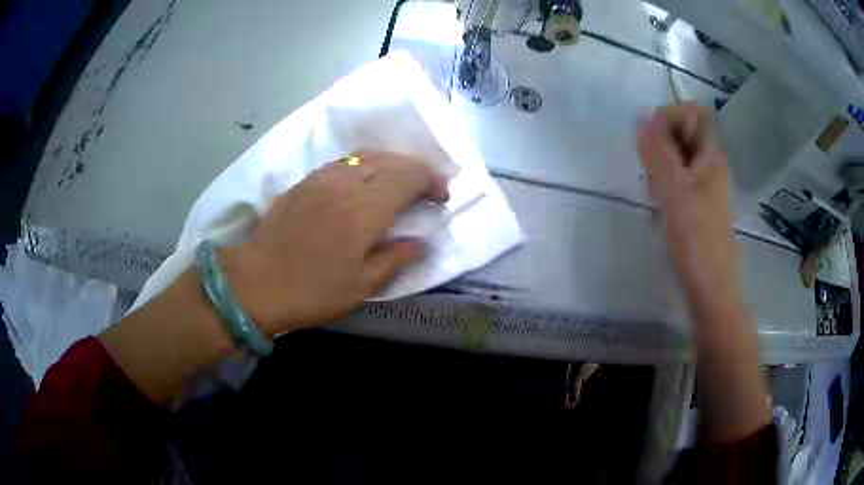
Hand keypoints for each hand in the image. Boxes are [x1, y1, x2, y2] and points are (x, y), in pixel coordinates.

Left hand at [220, 151, 448, 335]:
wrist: (255, 283)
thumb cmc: (311, 292)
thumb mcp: (361, 287)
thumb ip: (395, 259)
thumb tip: (420, 242)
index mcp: (364, 209)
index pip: (410, 175)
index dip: (432, 181)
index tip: (441, 198)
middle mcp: (345, 183)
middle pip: (390, 160)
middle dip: (415, 171)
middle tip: (425, 192)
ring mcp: (321, 178)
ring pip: (365, 156)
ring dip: (390, 165)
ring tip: (397, 185)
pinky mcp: (303, 182)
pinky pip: (342, 163)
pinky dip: (363, 167)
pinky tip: (362, 185)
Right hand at [637, 103, 738, 300]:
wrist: (711, 286)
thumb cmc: (696, 239)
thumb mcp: (674, 191)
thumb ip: (657, 152)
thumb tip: (642, 115)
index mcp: (711, 155)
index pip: (692, 112)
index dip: (670, 117)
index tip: (653, 142)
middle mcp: (711, 163)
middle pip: (683, 131)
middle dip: (661, 142)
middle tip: (652, 170)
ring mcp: (705, 183)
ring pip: (678, 155)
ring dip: (660, 163)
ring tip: (653, 189)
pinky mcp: (698, 201)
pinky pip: (678, 176)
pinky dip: (665, 181)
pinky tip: (658, 201)